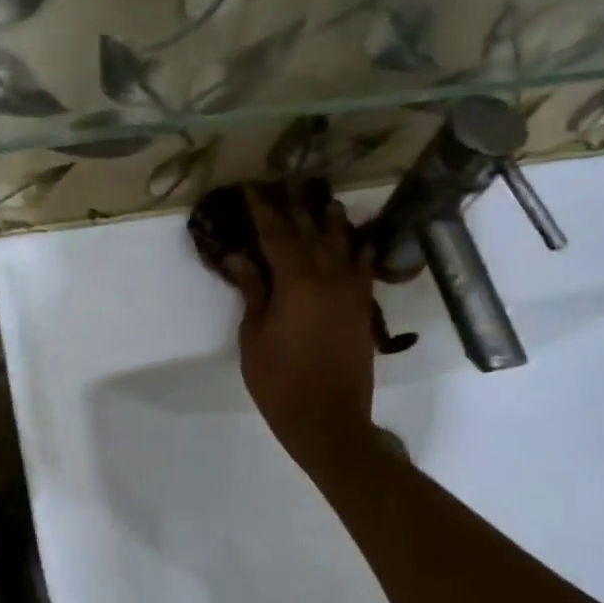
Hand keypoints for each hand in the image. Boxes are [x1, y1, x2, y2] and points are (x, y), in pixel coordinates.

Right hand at [224, 185, 380, 470]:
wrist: (329, 419)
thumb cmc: (280, 382)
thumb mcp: (254, 338)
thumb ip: (252, 293)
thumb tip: (240, 258)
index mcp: (296, 282)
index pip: (276, 235)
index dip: (262, 210)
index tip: (251, 188)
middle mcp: (328, 277)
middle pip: (311, 231)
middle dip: (296, 206)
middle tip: (286, 183)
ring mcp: (351, 292)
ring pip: (343, 244)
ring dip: (331, 221)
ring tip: (324, 200)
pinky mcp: (364, 308)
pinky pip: (363, 268)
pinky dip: (358, 250)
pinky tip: (357, 240)